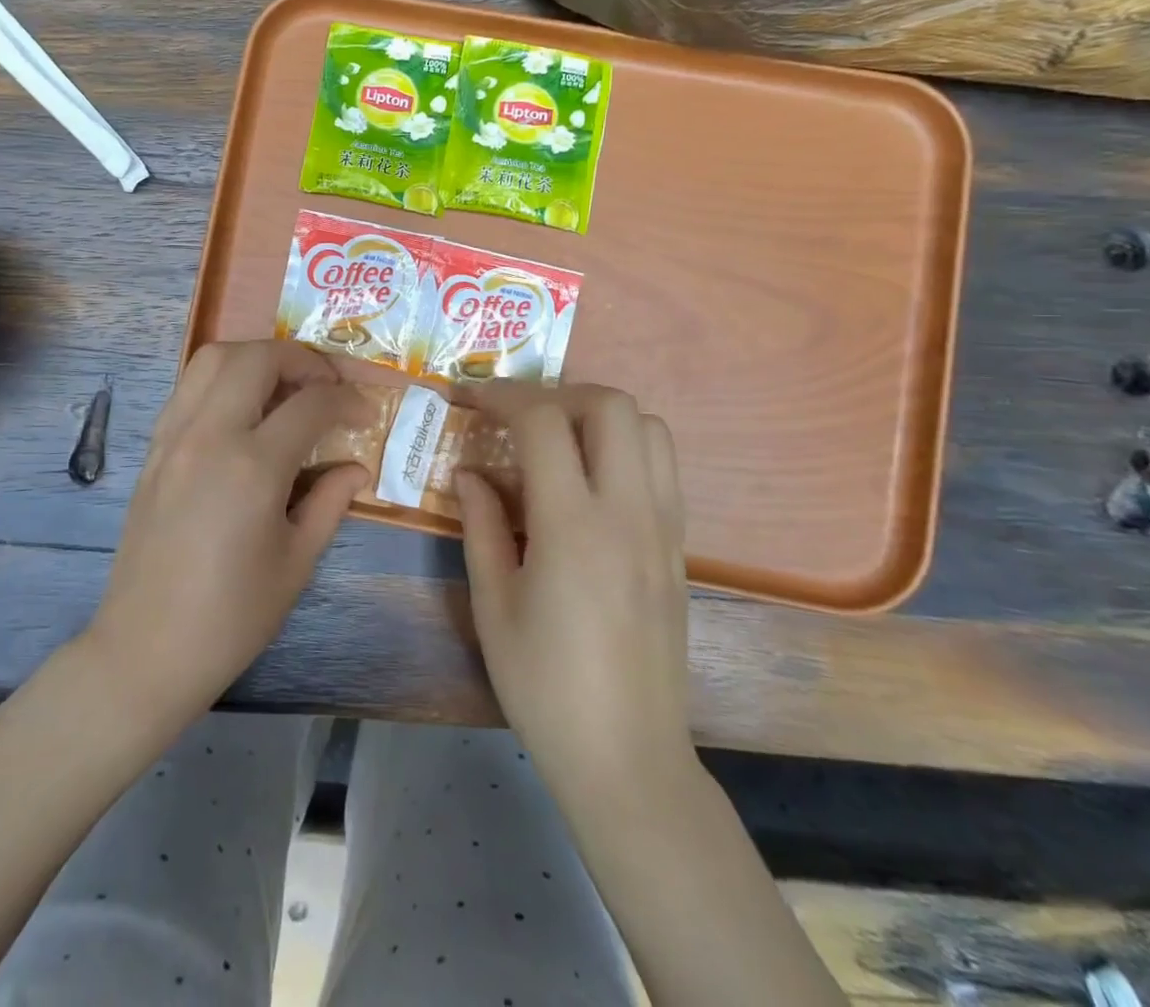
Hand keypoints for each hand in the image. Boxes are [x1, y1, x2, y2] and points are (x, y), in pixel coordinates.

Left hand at [86, 340, 366, 720]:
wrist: (146, 648)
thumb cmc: (232, 616)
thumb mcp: (297, 562)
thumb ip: (330, 502)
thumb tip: (356, 467)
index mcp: (252, 466)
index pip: (310, 403)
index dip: (347, 400)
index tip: (365, 414)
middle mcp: (208, 435)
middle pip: (257, 357)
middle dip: (302, 358)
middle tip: (326, 384)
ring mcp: (173, 436)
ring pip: (213, 358)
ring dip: (257, 357)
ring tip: (284, 385)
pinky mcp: (153, 448)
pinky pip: (189, 387)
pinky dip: (223, 378)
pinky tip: (243, 411)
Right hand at [456, 383, 694, 801]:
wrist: (628, 757)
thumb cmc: (544, 685)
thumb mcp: (492, 603)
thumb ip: (481, 524)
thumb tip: (469, 472)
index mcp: (573, 526)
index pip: (544, 421)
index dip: (502, 395)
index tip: (470, 397)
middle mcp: (628, 512)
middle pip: (611, 405)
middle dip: (557, 392)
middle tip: (518, 416)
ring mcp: (664, 527)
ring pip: (650, 427)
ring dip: (599, 415)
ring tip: (558, 441)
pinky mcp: (680, 547)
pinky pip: (663, 467)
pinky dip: (626, 447)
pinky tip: (590, 482)